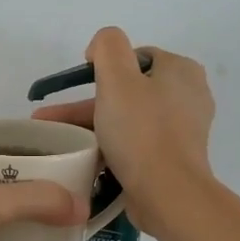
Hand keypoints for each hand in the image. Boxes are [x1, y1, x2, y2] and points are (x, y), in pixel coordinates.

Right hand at [32, 28, 214, 233]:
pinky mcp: (173, 157)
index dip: (103, 67)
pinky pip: (135, 142)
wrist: (167, 194)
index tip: (78, 87)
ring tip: (57, 140)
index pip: (134, 57)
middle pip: (128, 90)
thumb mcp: (117, 78)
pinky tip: (85, 156)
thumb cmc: (141, 131)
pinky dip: (110, 145)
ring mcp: (182, 129)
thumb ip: (107, 46)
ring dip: (92, 125)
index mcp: (181, 70)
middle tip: (52, 119)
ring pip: (127, 118)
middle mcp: (188, 95)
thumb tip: (100, 48)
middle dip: (86, 103)